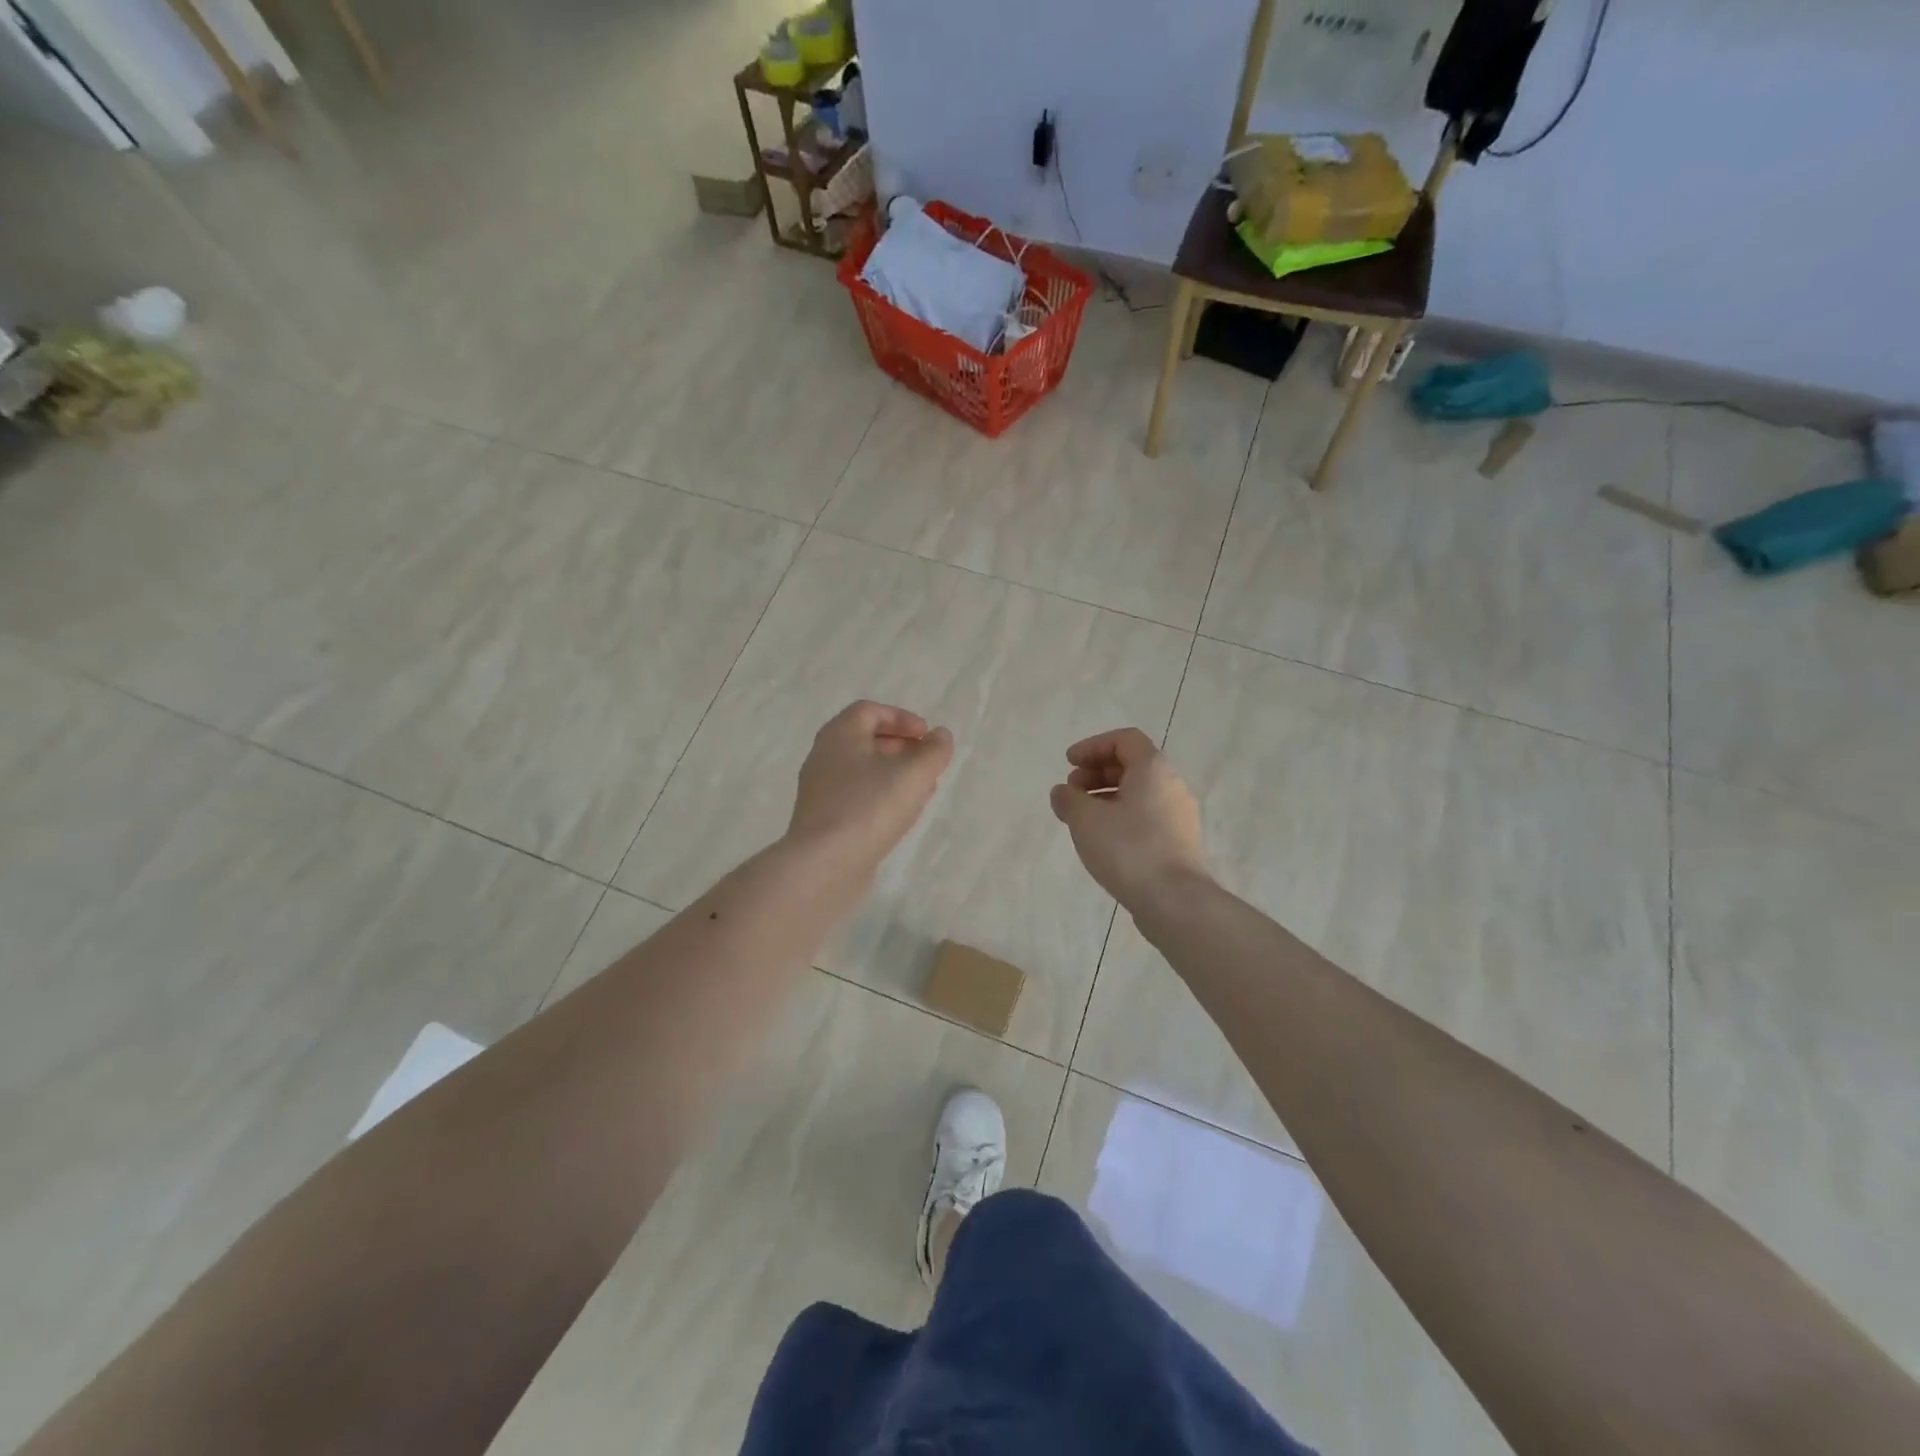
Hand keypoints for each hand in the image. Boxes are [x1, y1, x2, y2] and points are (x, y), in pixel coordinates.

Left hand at [788, 701, 953, 867]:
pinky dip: (881, 798)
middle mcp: (824, 757)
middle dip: (900, 747)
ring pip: (862, 772)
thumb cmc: (869, 807)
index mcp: (839, 735)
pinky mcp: (824, 822)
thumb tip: (940, 736)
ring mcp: (820, 792)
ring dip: (894, 775)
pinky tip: (901, 816)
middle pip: (864, 741)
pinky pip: (857, 799)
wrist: (824, 864)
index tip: (927, 736)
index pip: (869, 711)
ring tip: (922, 789)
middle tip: (927, 761)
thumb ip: (933, 751)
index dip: (901, 718)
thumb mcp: (912, 774)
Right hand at [1050, 728, 1207, 906]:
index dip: (1093, 746)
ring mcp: (1179, 815)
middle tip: (1072, 790)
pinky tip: (1102, 839)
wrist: (1174, 901)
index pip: (1124, 739)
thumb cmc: (1128, 849)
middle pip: (1132, 765)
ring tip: (1081, 818)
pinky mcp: (1179, 842)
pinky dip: (1121, 816)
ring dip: (1107, 796)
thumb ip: (1069, 799)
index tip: (1069, 764)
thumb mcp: (1085, 819)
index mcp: (1153, 769)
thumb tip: (1062, 793)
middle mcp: (1172, 785)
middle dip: (1097, 772)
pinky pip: (1146, 816)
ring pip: (1139, 793)